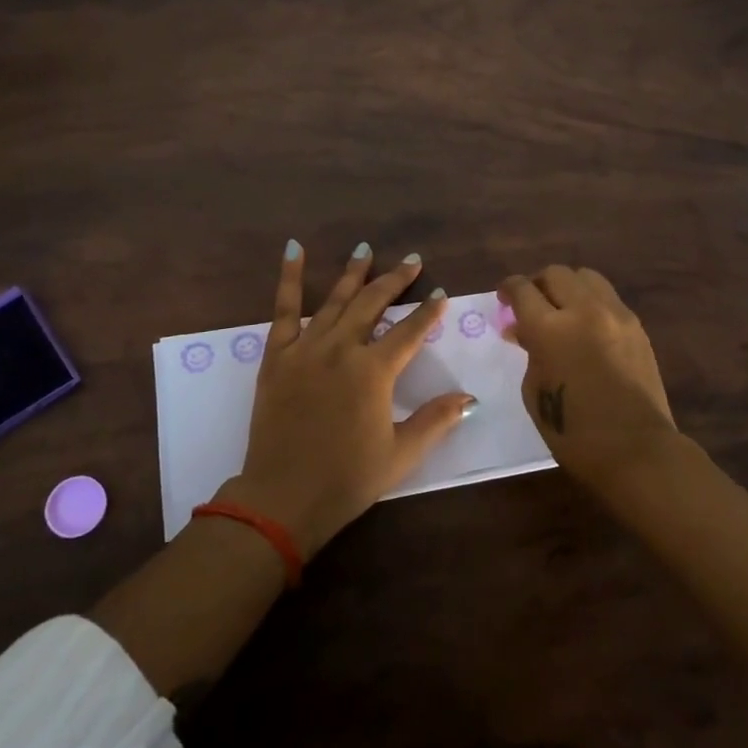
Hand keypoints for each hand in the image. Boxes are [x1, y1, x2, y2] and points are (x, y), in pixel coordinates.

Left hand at [222, 241, 473, 558]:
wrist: (282, 499)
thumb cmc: (346, 479)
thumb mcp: (401, 454)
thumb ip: (436, 420)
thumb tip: (470, 398)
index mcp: (374, 371)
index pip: (410, 331)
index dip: (429, 312)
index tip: (441, 293)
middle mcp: (342, 348)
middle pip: (373, 303)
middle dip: (395, 280)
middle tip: (413, 260)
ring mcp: (306, 348)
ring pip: (335, 300)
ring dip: (354, 273)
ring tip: (366, 249)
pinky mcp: (277, 355)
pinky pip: (284, 310)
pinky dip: (290, 278)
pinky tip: (295, 250)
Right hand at [499, 265, 677, 496]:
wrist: (636, 450)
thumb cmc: (573, 432)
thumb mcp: (534, 391)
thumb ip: (530, 351)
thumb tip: (524, 331)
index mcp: (549, 328)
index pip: (522, 289)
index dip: (508, 289)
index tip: (503, 297)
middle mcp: (583, 310)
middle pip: (555, 274)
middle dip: (537, 283)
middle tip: (530, 302)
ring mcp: (615, 314)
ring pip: (586, 277)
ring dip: (567, 286)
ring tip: (562, 307)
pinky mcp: (636, 326)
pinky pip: (608, 298)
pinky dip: (591, 302)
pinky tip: (587, 325)